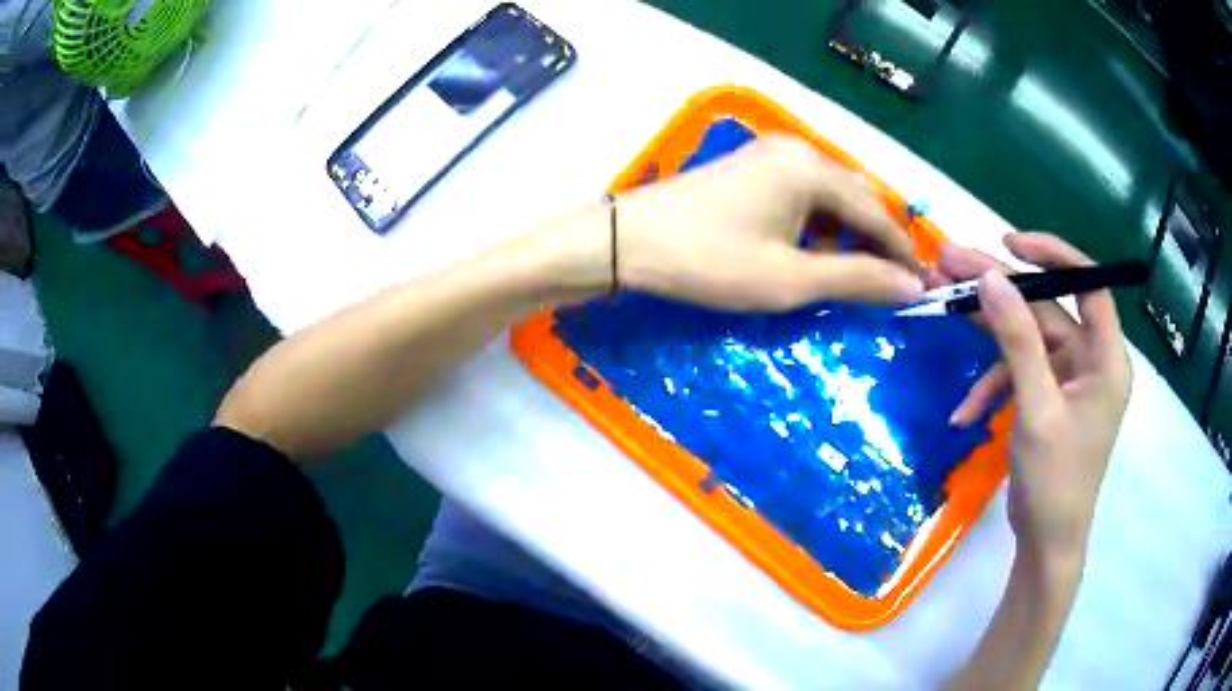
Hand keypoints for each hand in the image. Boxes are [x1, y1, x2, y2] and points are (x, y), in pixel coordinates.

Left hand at [593, 134, 923, 310]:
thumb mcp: (790, 278)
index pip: (877, 213)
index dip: (903, 253)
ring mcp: (772, 155)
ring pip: (831, 198)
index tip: (924, 287)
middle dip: (878, 244)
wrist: (628, 241)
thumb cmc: (709, 260)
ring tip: (859, 277)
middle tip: (893, 287)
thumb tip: (912, 287)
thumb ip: (856, 278)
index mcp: (812, 169)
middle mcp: (798, 151)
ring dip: (849, 236)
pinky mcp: (753, 168)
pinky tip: (818, 254)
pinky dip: (820, 226)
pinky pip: (804, 195)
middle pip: (857, 200)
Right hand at [935, 234, 1131, 565]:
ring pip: (1028, 338)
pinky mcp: (1049, 398)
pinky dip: (992, 387)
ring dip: (989, 337)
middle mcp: (1091, 360)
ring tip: (945, 311)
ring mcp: (1069, 379)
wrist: (1045, 544)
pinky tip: (964, 414)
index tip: (1008, 243)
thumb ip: (1017, 342)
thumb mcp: (1037, 410)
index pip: (1089, 283)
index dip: (1053, 255)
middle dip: (1001, 291)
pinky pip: (1019, 375)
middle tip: (951, 265)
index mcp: (1106, 358)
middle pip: (1047, 308)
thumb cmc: (1055, 482)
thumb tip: (990, 278)